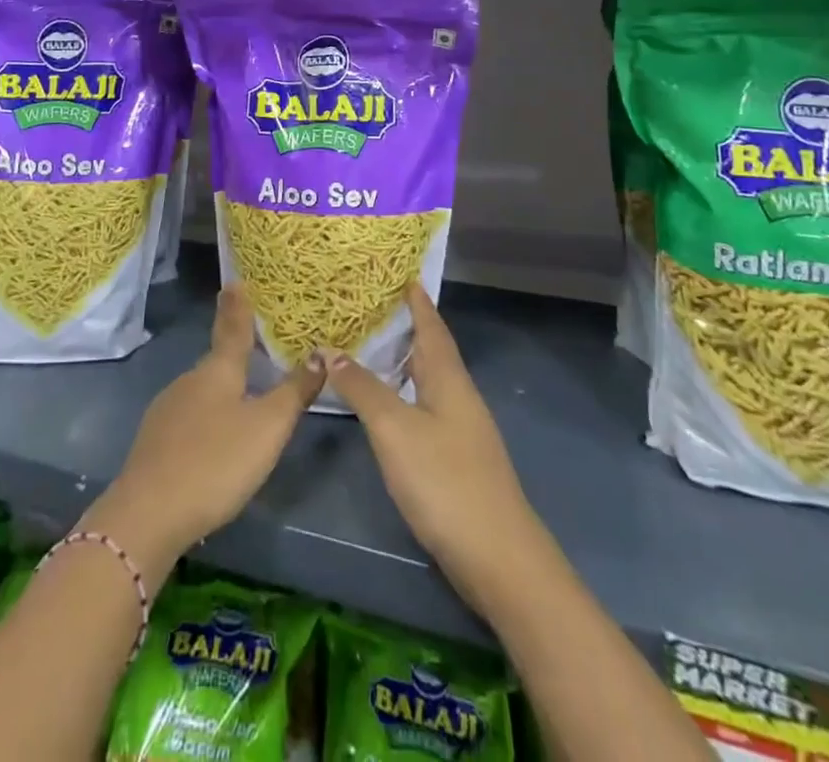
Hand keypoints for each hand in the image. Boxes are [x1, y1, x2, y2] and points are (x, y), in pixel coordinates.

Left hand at [84, 285, 323, 574]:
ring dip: (222, 390)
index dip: (238, 306)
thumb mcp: (268, 428)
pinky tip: (214, 441)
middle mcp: (190, 381)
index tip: (235, 281)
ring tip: (243, 398)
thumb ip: (295, 392)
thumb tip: (320, 353)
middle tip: (255, 347)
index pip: (232, 328)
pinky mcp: (155, 441)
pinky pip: (189, 417)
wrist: (147, 515)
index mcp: (218, 371)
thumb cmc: (216, 462)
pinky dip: (206, 418)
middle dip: (235, 353)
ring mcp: (167, 410)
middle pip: (218, 361)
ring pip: (202, 390)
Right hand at [323, 286, 544, 611]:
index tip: (397, 271)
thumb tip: (330, 349)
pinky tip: (384, 401)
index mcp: (448, 376)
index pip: (431, 323)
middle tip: (367, 304)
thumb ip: (362, 387)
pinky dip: (402, 390)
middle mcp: (458, 393)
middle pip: (430, 347)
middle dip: (403, 324)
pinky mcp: (456, 455)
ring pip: (427, 377)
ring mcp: (460, 426)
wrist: (498, 557)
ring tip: (367, 344)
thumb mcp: (394, 429)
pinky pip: (424, 403)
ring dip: (401, 358)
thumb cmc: (444, 481)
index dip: (415, 298)